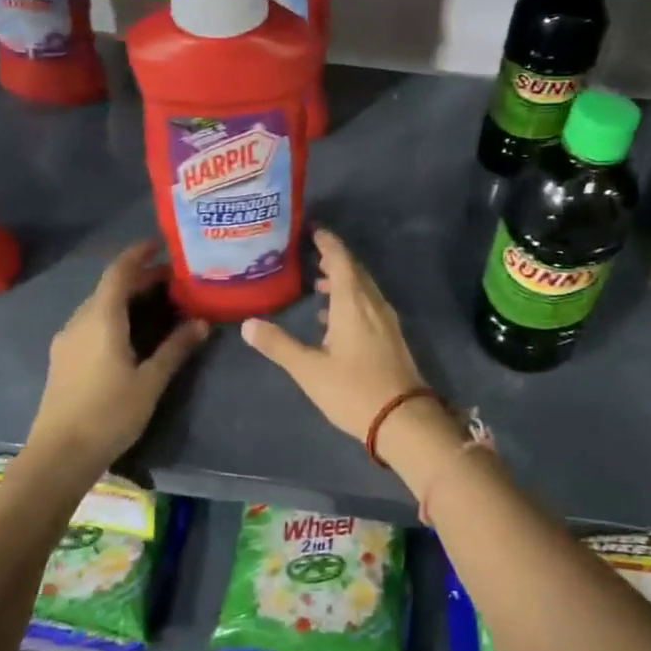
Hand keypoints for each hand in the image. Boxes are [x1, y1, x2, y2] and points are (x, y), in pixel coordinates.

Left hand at [28, 240, 208, 469]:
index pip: (119, 272)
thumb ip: (175, 348)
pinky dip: (114, 316)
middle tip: (173, 280)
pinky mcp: (64, 359)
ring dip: (126, 298)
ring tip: (158, 304)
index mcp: (101, 319)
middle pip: (109, 287)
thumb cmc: (108, 414)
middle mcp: (80, 321)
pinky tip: (132, 333)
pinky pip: (91, 323)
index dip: (138, 254)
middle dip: (139, 279)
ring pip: (99, 306)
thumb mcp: (150, 381)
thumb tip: (201, 322)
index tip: (160, 244)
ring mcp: (67, 340)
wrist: (58, 456)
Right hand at [241, 228, 427, 438]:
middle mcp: (373, 304)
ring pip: (363, 290)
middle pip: (354, 272)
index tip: (314, 231)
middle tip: (312, 255)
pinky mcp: (391, 338)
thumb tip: (248, 324)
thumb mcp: (309, 369)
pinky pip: (369, 306)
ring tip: (318, 285)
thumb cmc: (353, 390)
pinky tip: (335, 319)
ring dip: (343, 282)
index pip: (341, 261)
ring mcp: (386, 321)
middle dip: (334, 260)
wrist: (403, 419)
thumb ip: (279, 345)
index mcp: (353, 303)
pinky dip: (351, 301)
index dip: (328, 243)